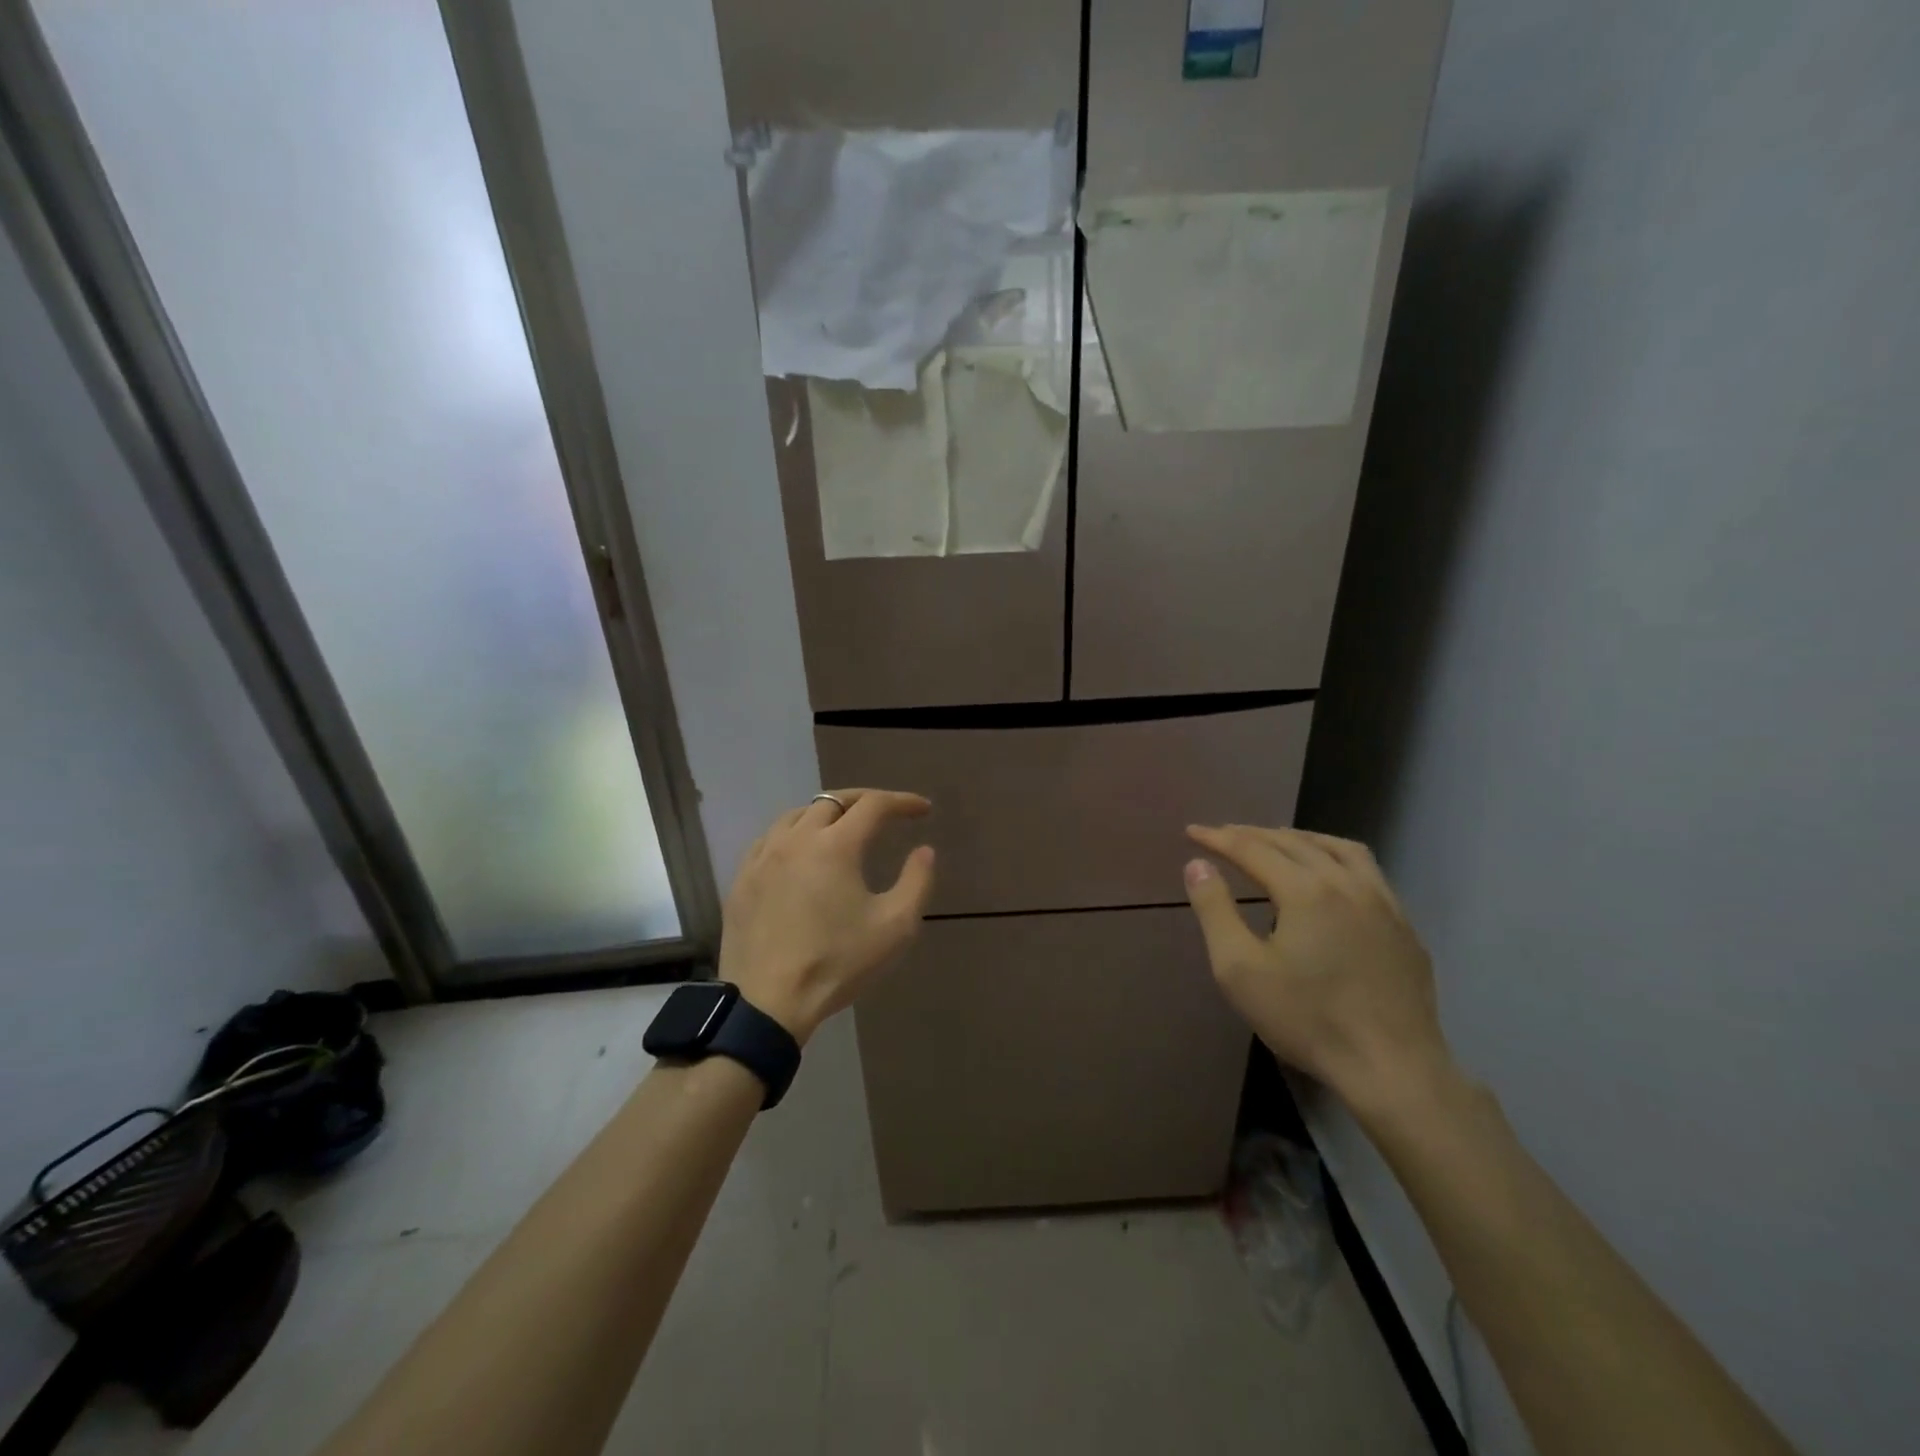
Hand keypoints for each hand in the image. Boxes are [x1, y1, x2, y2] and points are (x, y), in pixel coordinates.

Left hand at [720, 790, 936, 1044]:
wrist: (768, 1003)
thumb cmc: (838, 963)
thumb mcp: (895, 927)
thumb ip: (917, 882)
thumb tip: (924, 851)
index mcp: (836, 846)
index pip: (874, 805)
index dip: (902, 801)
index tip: (923, 809)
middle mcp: (796, 839)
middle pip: (832, 801)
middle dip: (864, 800)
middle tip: (886, 812)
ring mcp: (763, 857)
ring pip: (797, 815)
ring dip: (826, 813)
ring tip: (843, 826)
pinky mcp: (741, 879)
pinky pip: (769, 839)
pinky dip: (794, 833)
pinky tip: (800, 852)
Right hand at [1183, 825, 1455, 1118]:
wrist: (1393, 1070)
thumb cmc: (1307, 1019)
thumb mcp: (1240, 970)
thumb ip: (1214, 911)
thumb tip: (1197, 865)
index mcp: (1306, 890)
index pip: (1252, 849)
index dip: (1218, 838)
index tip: (1191, 832)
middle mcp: (1347, 883)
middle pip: (1293, 842)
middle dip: (1252, 834)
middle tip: (1223, 835)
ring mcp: (1383, 903)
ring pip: (1338, 848)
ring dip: (1299, 838)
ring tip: (1275, 842)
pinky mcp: (1404, 926)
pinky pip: (1366, 871)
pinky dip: (1335, 858)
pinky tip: (1329, 878)